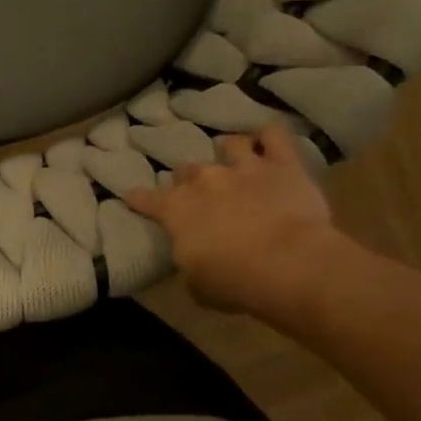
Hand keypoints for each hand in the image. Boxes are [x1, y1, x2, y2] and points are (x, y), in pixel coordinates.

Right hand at [125, 126, 337, 316]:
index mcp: (176, 211)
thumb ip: (189, 261)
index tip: (132, 197)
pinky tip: (268, 139)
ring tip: (232, 156)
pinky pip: (274, 136)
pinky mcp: (282, 164)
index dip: (138, 199)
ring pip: (229, 145)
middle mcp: (204, 181)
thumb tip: (193, 255)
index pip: (146, 199)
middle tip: (195, 191)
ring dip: (228, 151)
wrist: (288, 264)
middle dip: (187, 179)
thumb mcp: (196, 284)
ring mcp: (243, 167)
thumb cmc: (233, 281)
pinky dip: (269, 136)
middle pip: (187, 170)